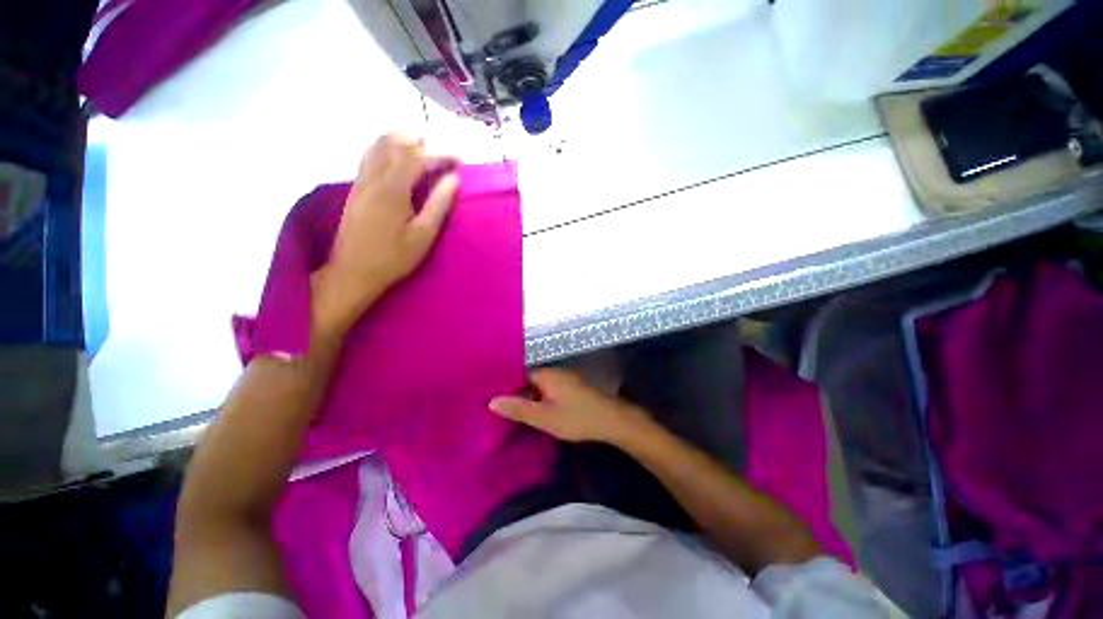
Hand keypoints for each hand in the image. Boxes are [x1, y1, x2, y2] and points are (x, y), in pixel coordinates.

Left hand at [313, 134, 458, 334]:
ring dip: (403, 142)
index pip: (418, 156)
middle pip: (396, 142)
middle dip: (422, 143)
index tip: (460, 161)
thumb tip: (454, 179)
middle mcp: (374, 177)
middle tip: (443, 156)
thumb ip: (439, 204)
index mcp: (393, 189)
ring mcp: (361, 181)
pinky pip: (370, 155)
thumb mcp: (424, 236)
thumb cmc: (394, 258)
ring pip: (379, 144)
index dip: (441, 154)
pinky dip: (387, 149)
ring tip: (424, 152)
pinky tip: (399, 161)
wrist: (353, 272)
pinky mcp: (356, 188)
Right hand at [489, 369, 652, 445]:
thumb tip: (492, 401)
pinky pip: (549, 389)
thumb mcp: (544, 417)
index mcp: (545, 374)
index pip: (518, 374)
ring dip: (528, 396)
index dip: (505, 385)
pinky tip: (534, 411)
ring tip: (512, 411)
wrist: (611, 420)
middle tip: (499, 408)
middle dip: (515, 392)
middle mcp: (554, 372)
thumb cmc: (576, 418)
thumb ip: (519, 409)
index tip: (491, 397)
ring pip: (538, 385)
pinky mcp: (571, 388)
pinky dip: (540, 398)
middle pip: (528, 379)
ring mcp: (564, 379)